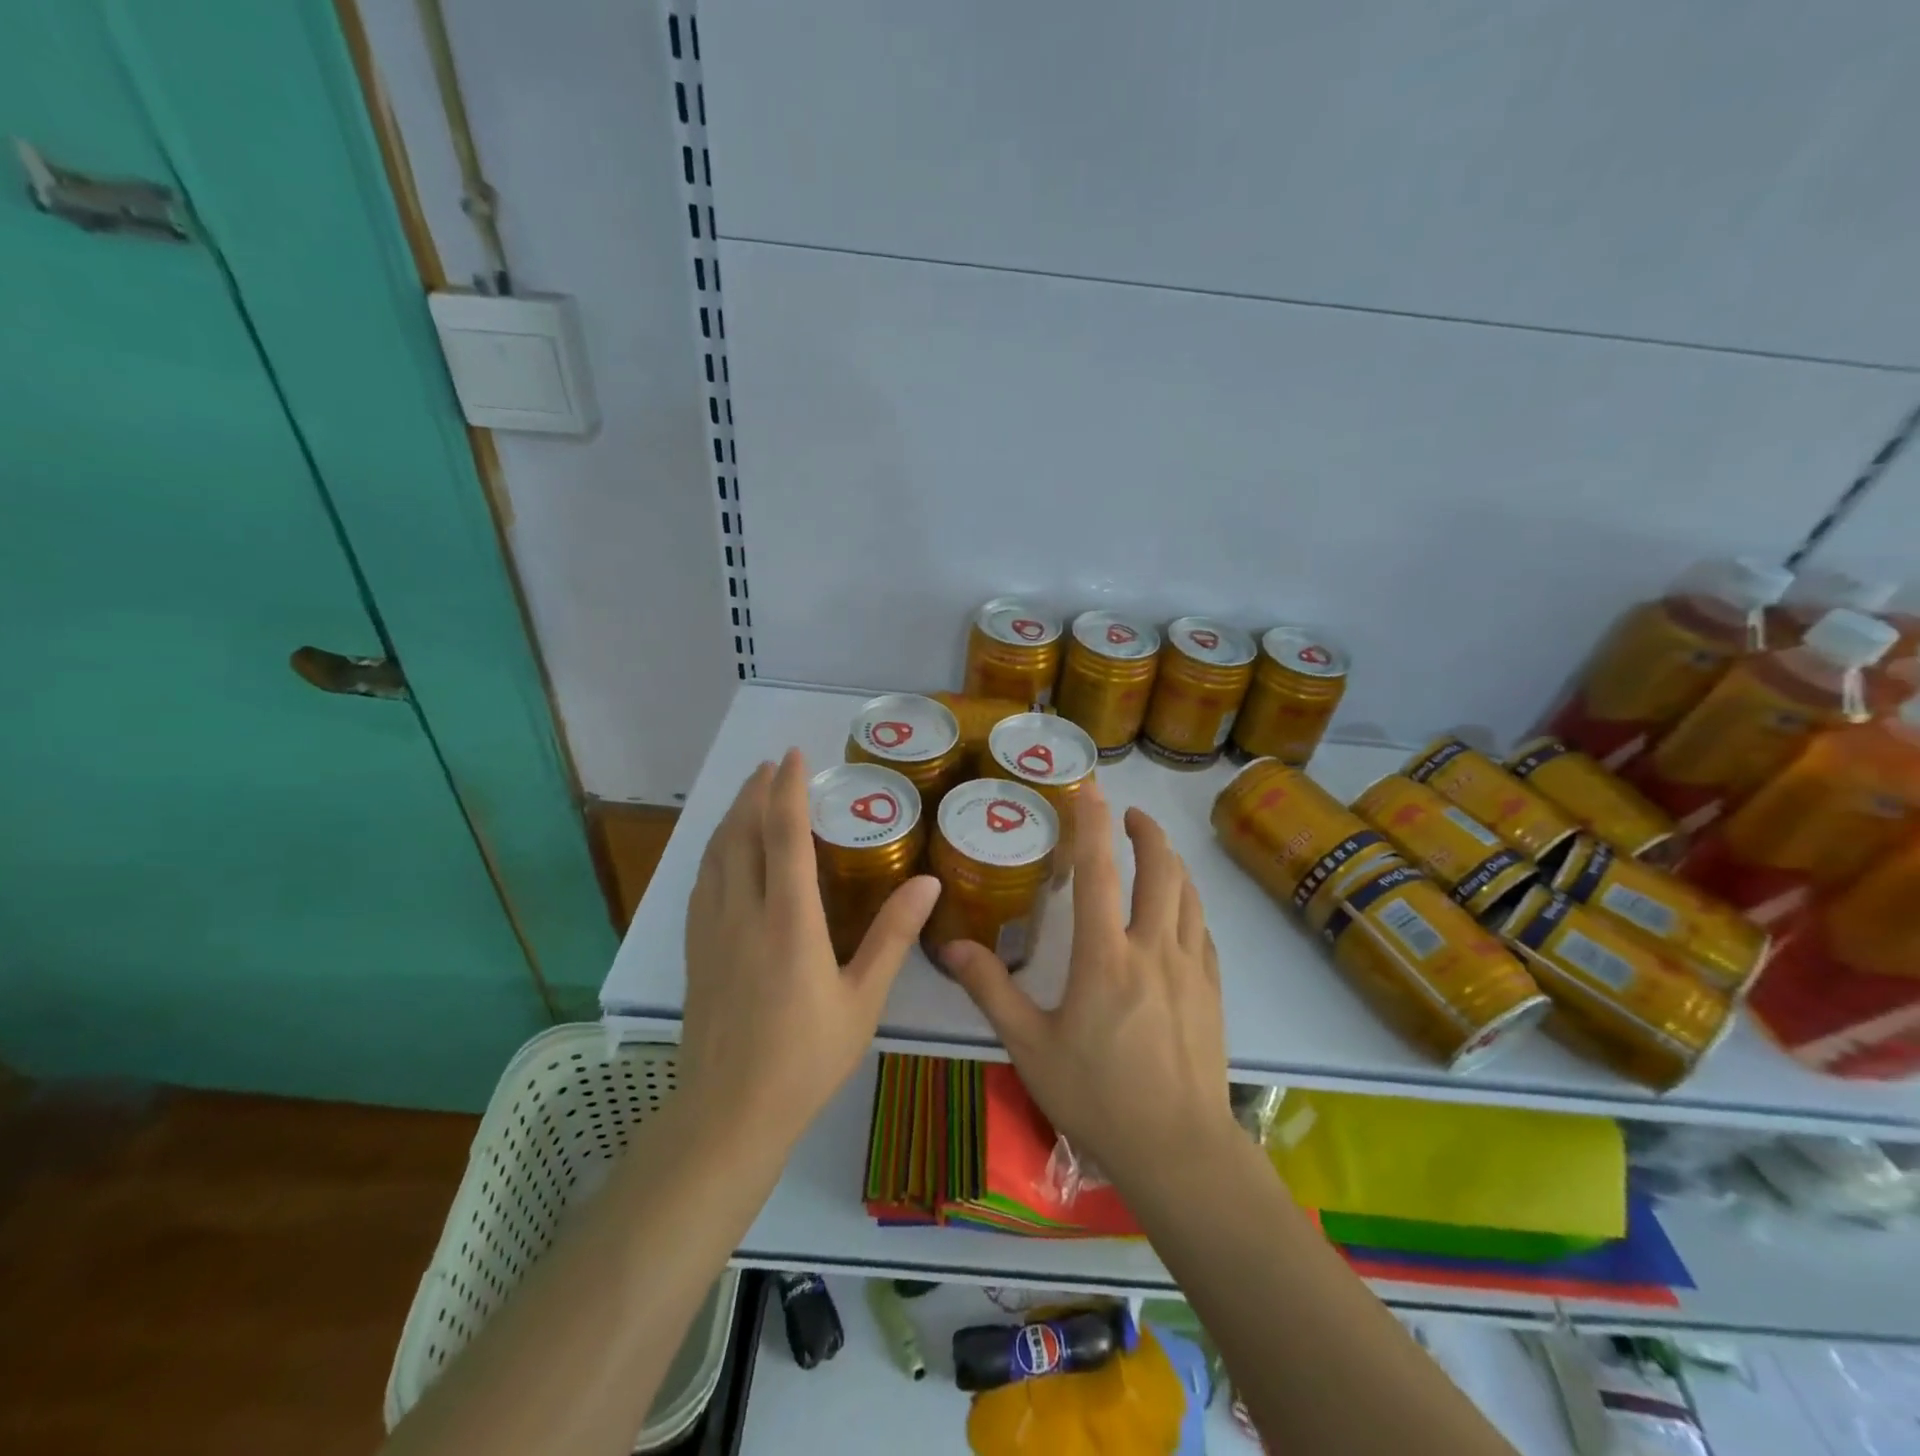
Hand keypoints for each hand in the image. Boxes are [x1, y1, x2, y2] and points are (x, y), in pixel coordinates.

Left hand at [680, 750, 939, 1148]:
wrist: (729, 1114)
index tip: (793, 755)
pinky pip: (703, 882)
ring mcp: (712, 931)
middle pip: (742, 834)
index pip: (784, 836)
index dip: (788, 790)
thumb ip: (892, 937)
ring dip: (732, 816)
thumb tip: (928, 883)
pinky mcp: (696, 950)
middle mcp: (744, 913)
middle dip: (755, 792)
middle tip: (771, 765)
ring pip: (716, 854)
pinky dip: (715, 851)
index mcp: (789, 921)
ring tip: (748, 794)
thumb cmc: (805, 1058)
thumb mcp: (862, 1000)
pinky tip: (722, 853)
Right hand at [941, 782, 1237, 1189]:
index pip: (1099, 871)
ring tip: (1156, 852)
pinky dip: (1191, 906)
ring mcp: (1191, 969)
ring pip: (1189, 896)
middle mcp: (1153, 948)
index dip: (1093, 823)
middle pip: (1160, 870)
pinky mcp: (1213, 992)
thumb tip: (953, 947)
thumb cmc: (1098, 1098)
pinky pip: (1204, 932)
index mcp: (1105, 956)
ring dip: (1172, 863)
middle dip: (1146, 832)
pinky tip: (1182, 912)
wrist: (1179, 1150)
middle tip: (1130, 814)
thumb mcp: (1030, 1047)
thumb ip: (992, 991)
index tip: (1092, 789)